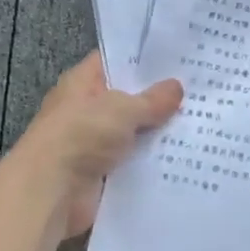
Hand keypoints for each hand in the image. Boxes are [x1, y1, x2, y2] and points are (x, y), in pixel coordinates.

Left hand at [8, 53, 181, 239]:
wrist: (49, 192)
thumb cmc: (81, 135)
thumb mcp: (121, 109)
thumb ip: (151, 99)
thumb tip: (176, 86)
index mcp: (82, 82)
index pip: (114, 61)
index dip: (142, 58)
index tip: (177, 58)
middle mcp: (86, 109)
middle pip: (127, 98)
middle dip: (158, 98)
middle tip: (198, 91)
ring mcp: (93, 142)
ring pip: (133, 132)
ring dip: (158, 133)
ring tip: (200, 124)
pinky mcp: (101, 173)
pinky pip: (132, 162)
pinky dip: (152, 162)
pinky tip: (184, 157)